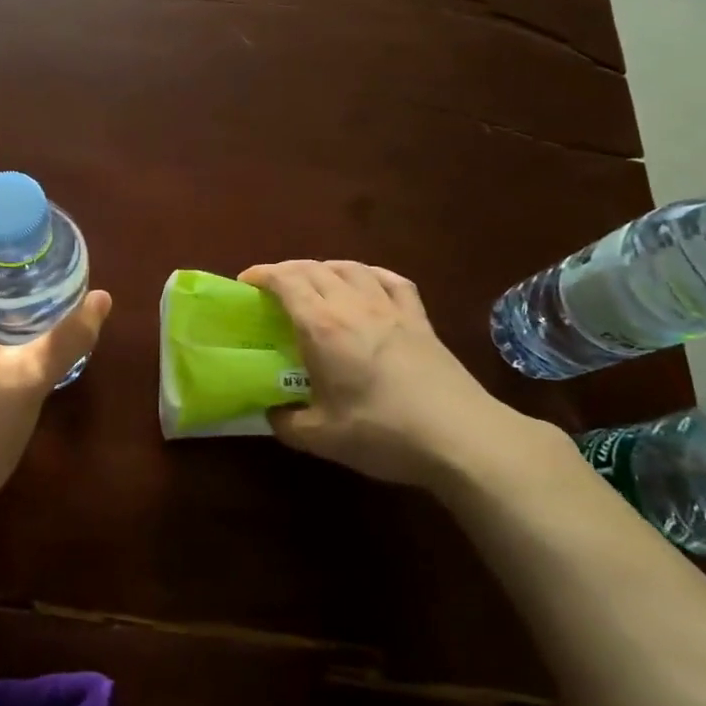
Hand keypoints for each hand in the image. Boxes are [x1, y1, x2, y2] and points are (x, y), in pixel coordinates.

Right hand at [238, 259, 562, 491]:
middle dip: (286, 271)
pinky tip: (366, 281)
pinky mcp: (420, 318)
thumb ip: (287, 423)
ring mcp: (390, 307)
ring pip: (350, 268)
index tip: (245, 284)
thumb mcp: (322, 438)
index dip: (261, 275)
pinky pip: (390, 280)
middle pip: (313, 268)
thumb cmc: (383, 433)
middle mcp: (353, 305)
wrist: (461, 437)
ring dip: (324, 268)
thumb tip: (272, 413)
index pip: (285, 282)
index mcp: (322, 326)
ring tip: (314, 282)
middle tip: (272, 288)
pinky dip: (369, 273)